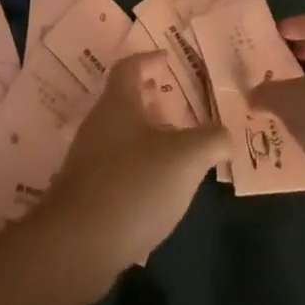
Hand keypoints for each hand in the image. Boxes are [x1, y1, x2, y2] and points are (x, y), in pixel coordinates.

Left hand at [42, 53, 227, 281]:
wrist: (79, 244)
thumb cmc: (135, 185)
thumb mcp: (186, 158)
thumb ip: (212, 141)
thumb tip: (225, 135)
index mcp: (118, 104)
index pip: (129, 68)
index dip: (149, 60)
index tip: (167, 60)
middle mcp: (98, 125)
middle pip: (123, 101)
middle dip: (149, 99)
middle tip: (174, 104)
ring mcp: (87, 160)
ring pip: (120, 134)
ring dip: (145, 135)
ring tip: (174, 149)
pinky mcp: (86, 193)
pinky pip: (115, 166)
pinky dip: (137, 165)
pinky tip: (157, 188)